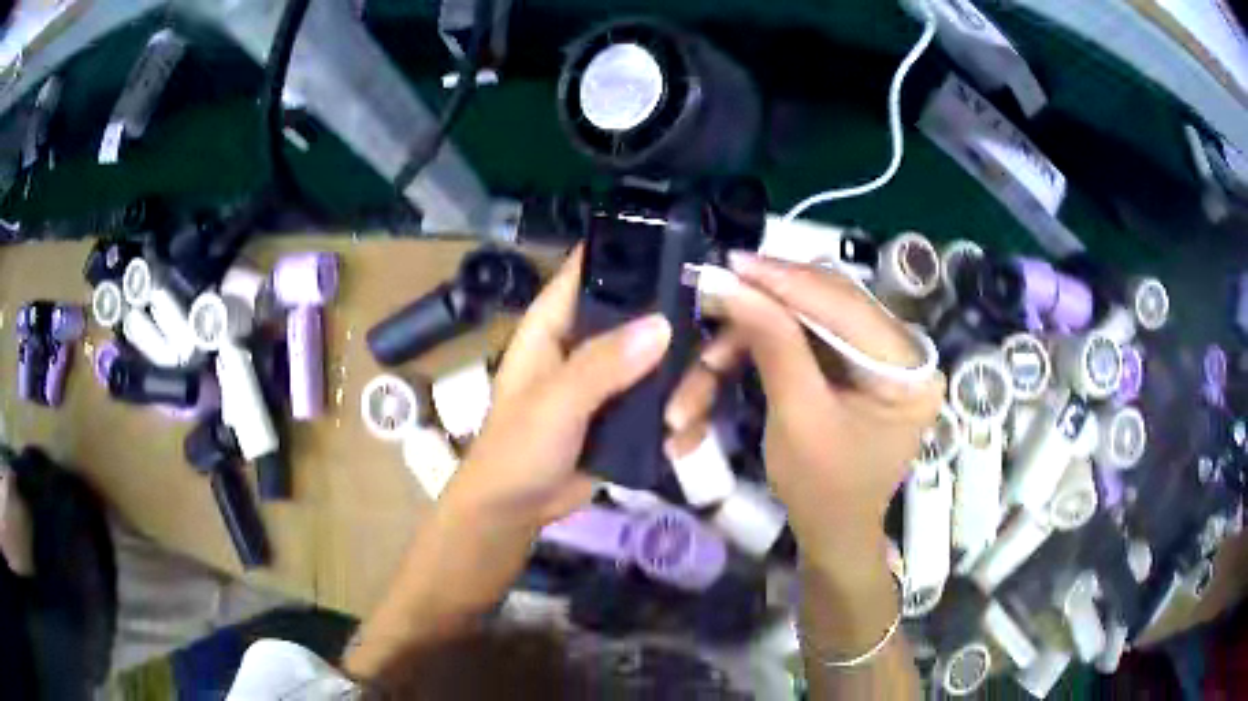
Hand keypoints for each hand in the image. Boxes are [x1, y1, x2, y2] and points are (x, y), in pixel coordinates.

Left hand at [442, 247, 672, 530]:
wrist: (517, 509)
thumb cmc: (518, 447)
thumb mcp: (554, 402)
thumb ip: (602, 364)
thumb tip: (662, 325)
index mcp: (557, 322)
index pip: (591, 267)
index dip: (632, 253)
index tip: (684, 255)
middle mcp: (591, 341)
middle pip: (650, 314)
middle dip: (682, 341)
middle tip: (704, 364)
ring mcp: (615, 379)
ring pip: (670, 362)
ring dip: (688, 391)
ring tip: (679, 422)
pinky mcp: (632, 414)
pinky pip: (671, 403)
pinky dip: (682, 422)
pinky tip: (675, 445)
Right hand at [665, 252, 943, 574]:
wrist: (832, 535)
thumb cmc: (824, 490)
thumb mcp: (798, 418)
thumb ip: (773, 344)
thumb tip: (732, 282)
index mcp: (909, 368)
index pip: (847, 306)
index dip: (786, 281)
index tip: (732, 264)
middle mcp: (901, 352)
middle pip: (826, 305)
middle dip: (763, 308)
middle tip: (713, 299)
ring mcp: (876, 358)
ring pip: (806, 321)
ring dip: (750, 338)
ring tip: (704, 365)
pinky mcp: (852, 367)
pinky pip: (803, 341)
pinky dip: (759, 351)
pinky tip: (721, 366)